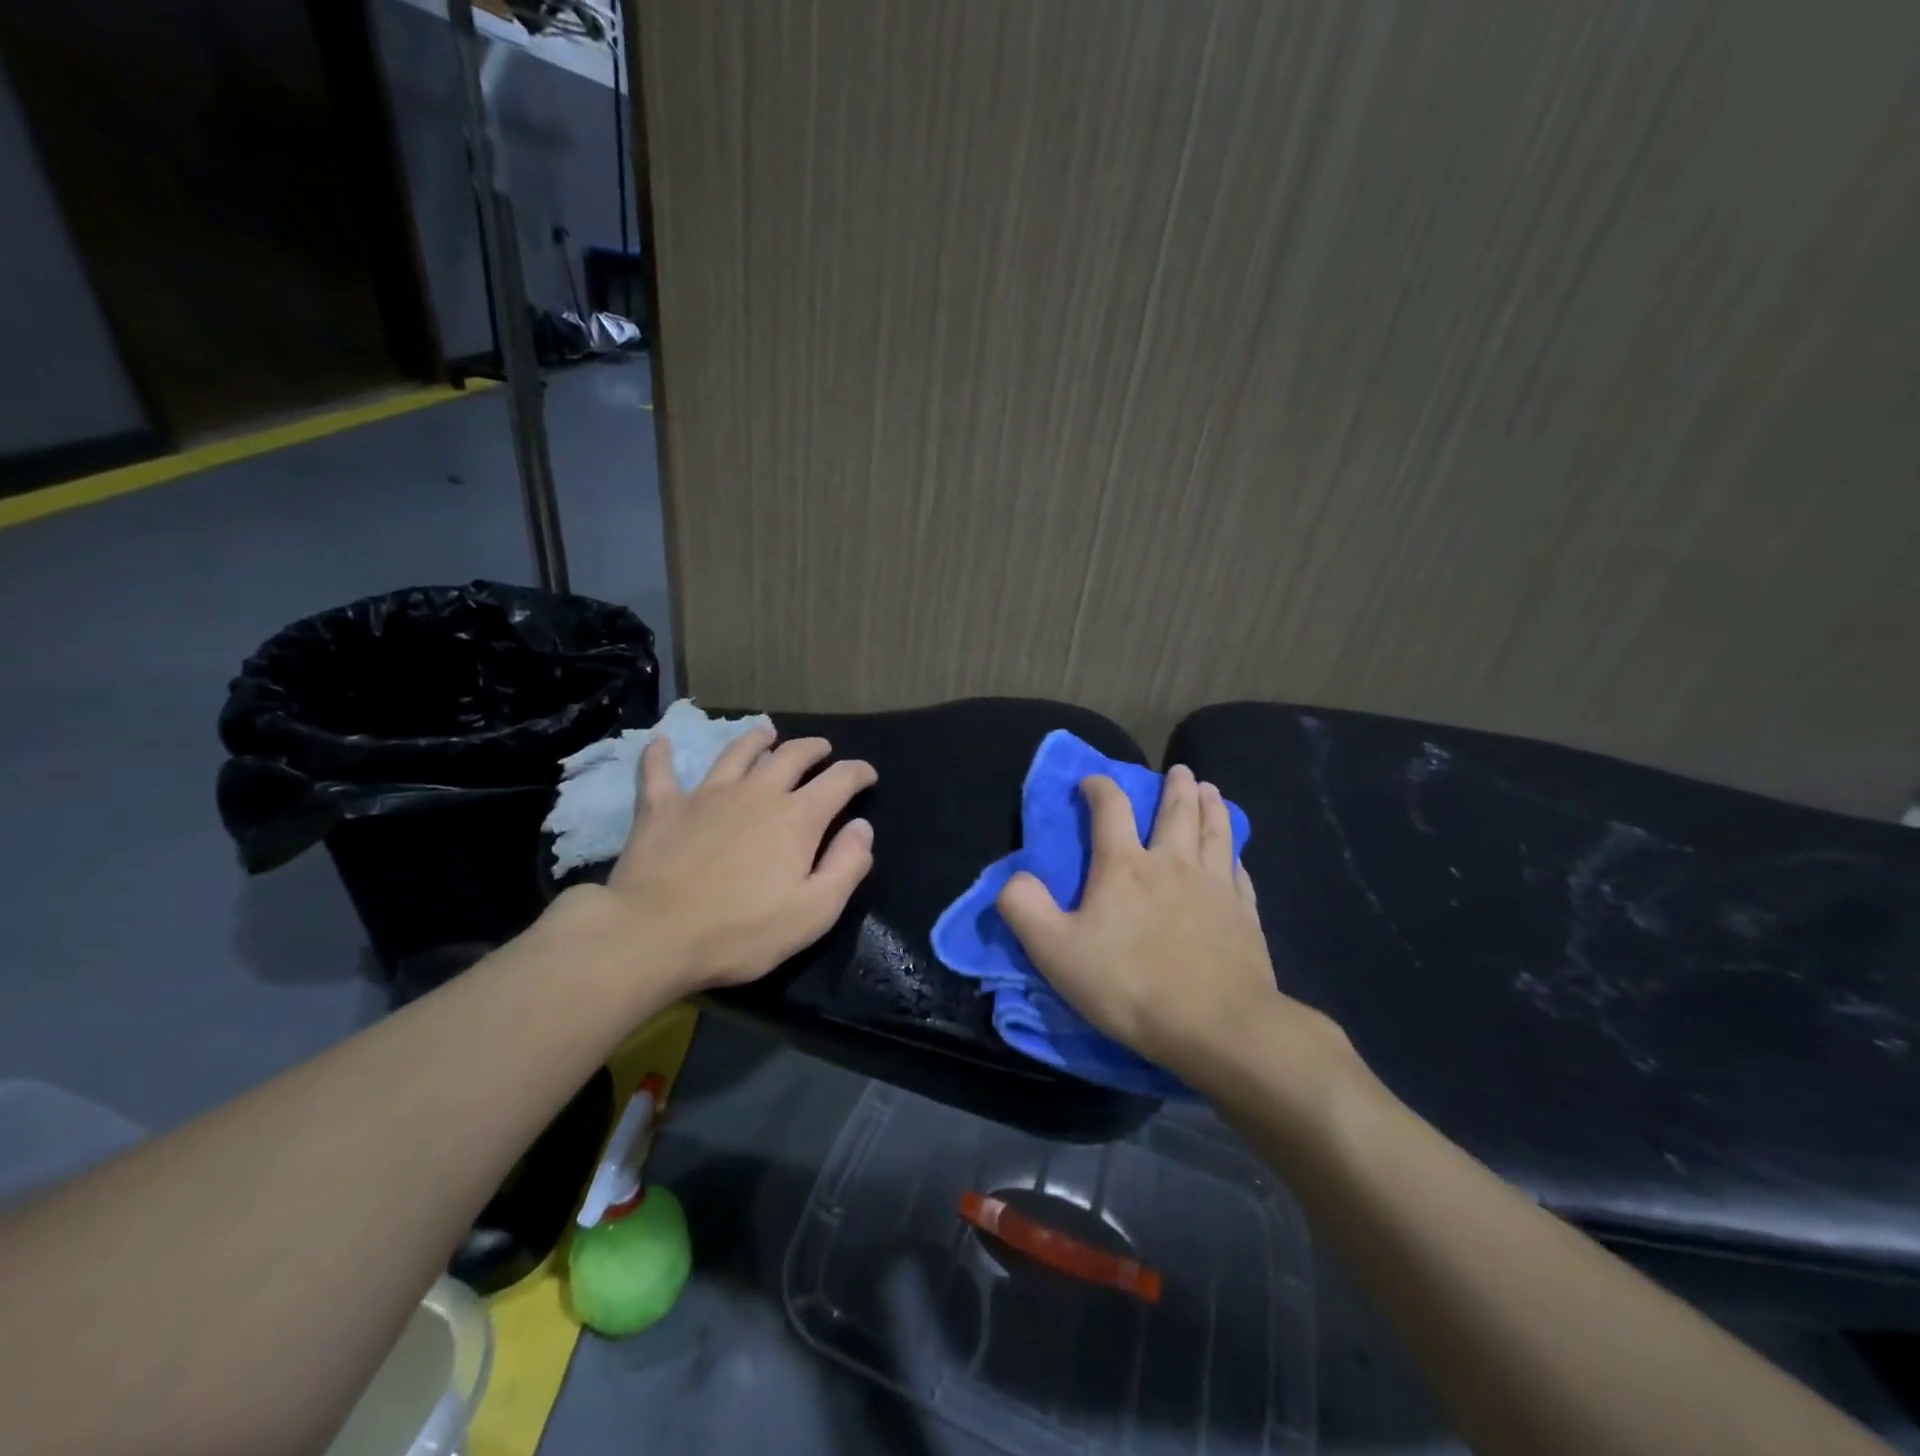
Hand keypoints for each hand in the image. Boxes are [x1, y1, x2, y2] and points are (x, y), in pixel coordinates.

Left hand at [553, 725, 876, 996]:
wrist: (654, 936)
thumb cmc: (742, 931)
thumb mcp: (814, 912)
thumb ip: (846, 866)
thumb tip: (862, 827)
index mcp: (797, 818)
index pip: (839, 781)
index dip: (857, 773)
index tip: (867, 775)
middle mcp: (756, 793)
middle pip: (791, 756)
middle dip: (813, 749)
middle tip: (822, 750)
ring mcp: (707, 795)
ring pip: (736, 753)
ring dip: (756, 739)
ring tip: (766, 734)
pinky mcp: (663, 807)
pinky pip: (659, 771)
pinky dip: (660, 755)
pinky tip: (660, 742)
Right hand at [996, 765, 1342, 1087]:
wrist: (1218, 1026)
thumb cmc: (1130, 985)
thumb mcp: (1056, 951)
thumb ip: (1025, 908)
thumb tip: (1012, 878)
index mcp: (1125, 867)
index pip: (1110, 809)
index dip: (1099, 787)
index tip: (1091, 781)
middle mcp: (1173, 863)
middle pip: (1176, 811)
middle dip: (1174, 787)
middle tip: (1178, 770)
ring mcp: (1215, 886)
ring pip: (1216, 831)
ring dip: (1211, 806)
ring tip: (1210, 790)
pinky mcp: (1245, 914)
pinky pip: (1239, 872)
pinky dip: (1234, 855)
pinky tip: (1234, 856)